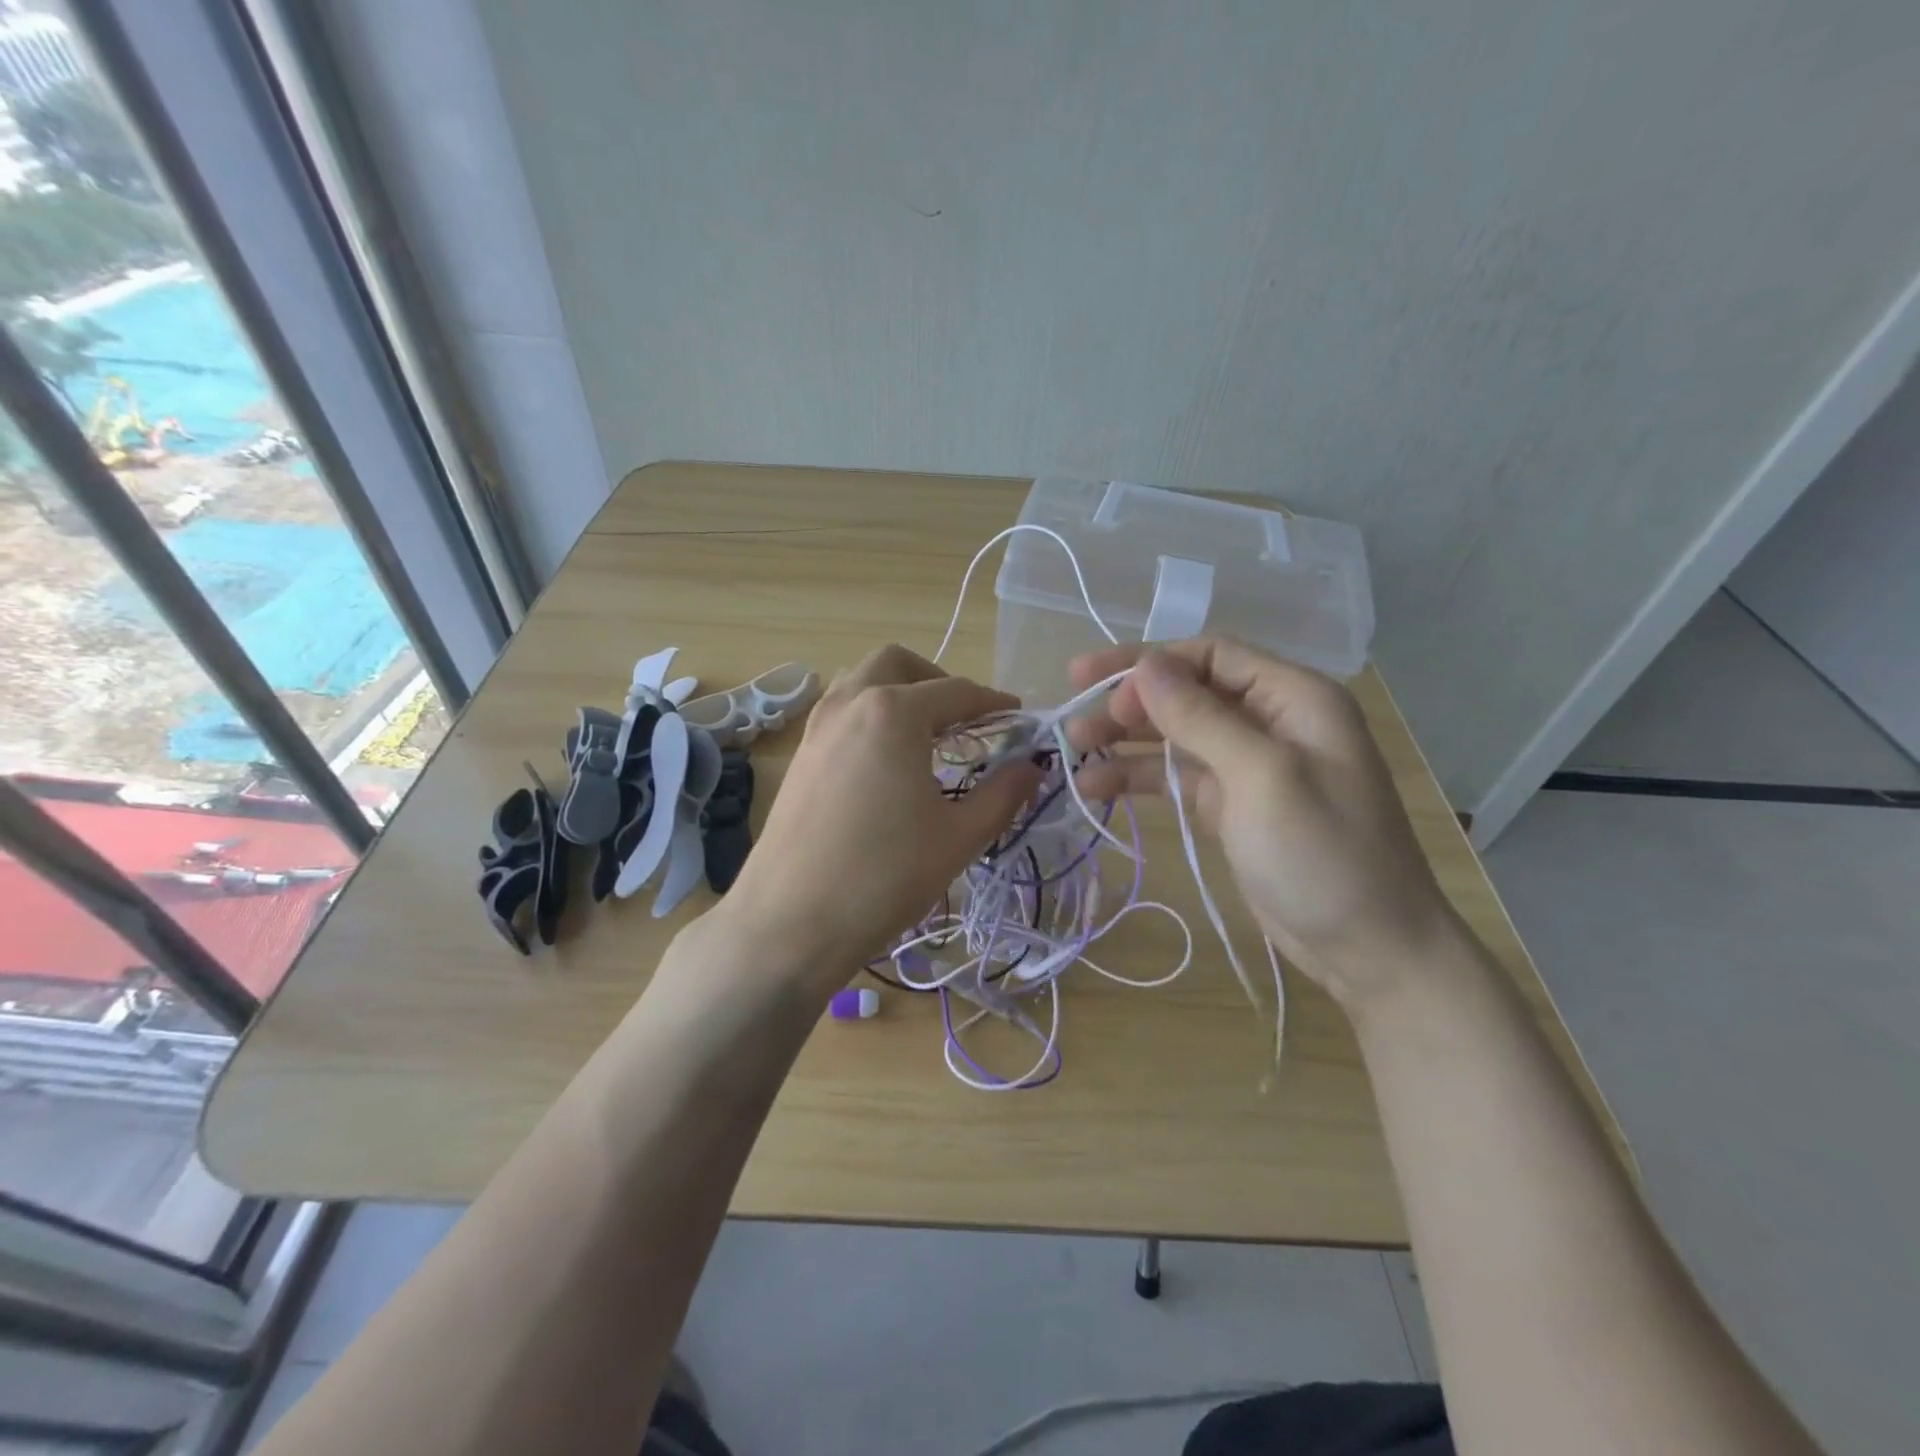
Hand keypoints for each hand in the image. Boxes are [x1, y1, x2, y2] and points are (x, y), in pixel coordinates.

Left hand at [720, 644, 1041, 986]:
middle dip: (936, 680)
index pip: (957, 692)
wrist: (790, 923)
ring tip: (926, 738)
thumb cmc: (884, 876)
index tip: (1018, 717)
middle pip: (897, 664)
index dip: (993, 703)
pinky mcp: (799, 757)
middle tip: (964, 719)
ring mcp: (817, 728)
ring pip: (860, 682)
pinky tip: (886, 764)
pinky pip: (840, 714)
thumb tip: (1032, 767)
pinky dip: (870, 717)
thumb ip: (1003, 794)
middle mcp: (850, 704)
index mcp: (894, 712)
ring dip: (897, 693)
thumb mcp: (959, 837)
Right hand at [1067, 639, 1456, 1007]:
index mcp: (1293, 697)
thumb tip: (1145, 666)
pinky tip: (1097, 787)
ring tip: (1073, 751)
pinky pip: (1176, 776)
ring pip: (1176, 735)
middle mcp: (1270, 721)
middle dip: (1129, 703)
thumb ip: (1200, 717)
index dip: (1149, 663)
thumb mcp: (1261, 776)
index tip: (1096, 685)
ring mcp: (1248, 765)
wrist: (1369, 949)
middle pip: (1187, 692)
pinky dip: (1138, 778)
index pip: (1210, 655)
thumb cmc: (1324, 854)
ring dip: (1125, 740)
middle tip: (1074, 720)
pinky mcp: (1231, 805)